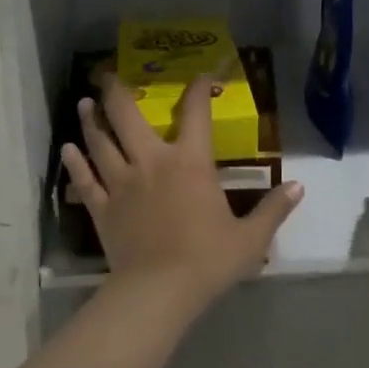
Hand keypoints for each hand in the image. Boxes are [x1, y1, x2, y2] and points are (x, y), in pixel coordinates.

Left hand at [61, 75, 302, 311]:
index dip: (199, 88)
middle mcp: (151, 161)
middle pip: (127, 117)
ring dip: (91, 120)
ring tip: (84, 103)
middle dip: (116, 91)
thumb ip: (274, 210)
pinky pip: (85, 180)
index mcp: (190, 162)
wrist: (159, 293)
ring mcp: (121, 183)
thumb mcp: (250, 238)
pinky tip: (68, 149)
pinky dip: (75, 163)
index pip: (195, 113)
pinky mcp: (102, 208)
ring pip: (100, 142)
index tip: (202, 74)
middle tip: (105, 74)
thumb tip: (301, 187)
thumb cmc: (208, 261)